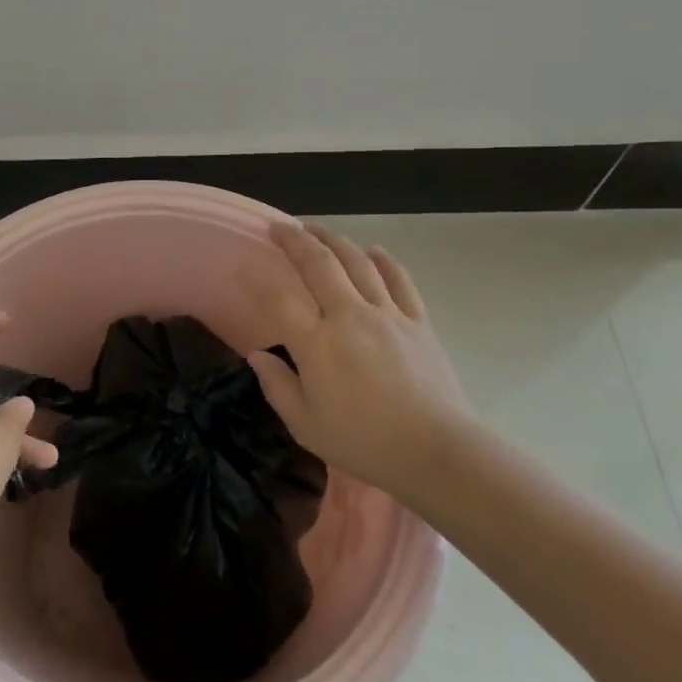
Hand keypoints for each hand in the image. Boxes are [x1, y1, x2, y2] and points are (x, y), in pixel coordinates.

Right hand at [245, 222, 474, 501]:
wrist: (439, 453)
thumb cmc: (365, 443)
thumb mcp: (305, 425)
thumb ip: (277, 386)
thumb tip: (258, 355)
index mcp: (317, 343)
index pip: (278, 299)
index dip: (256, 280)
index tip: (243, 268)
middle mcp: (349, 317)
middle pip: (318, 264)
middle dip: (295, 240)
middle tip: (279, 228)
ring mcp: (387, 315)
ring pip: (357, 262)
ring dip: (333, 240)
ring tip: (315, 229)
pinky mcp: (418, 322)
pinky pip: (400, 280)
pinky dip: (385, 261)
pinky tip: (374, 250)